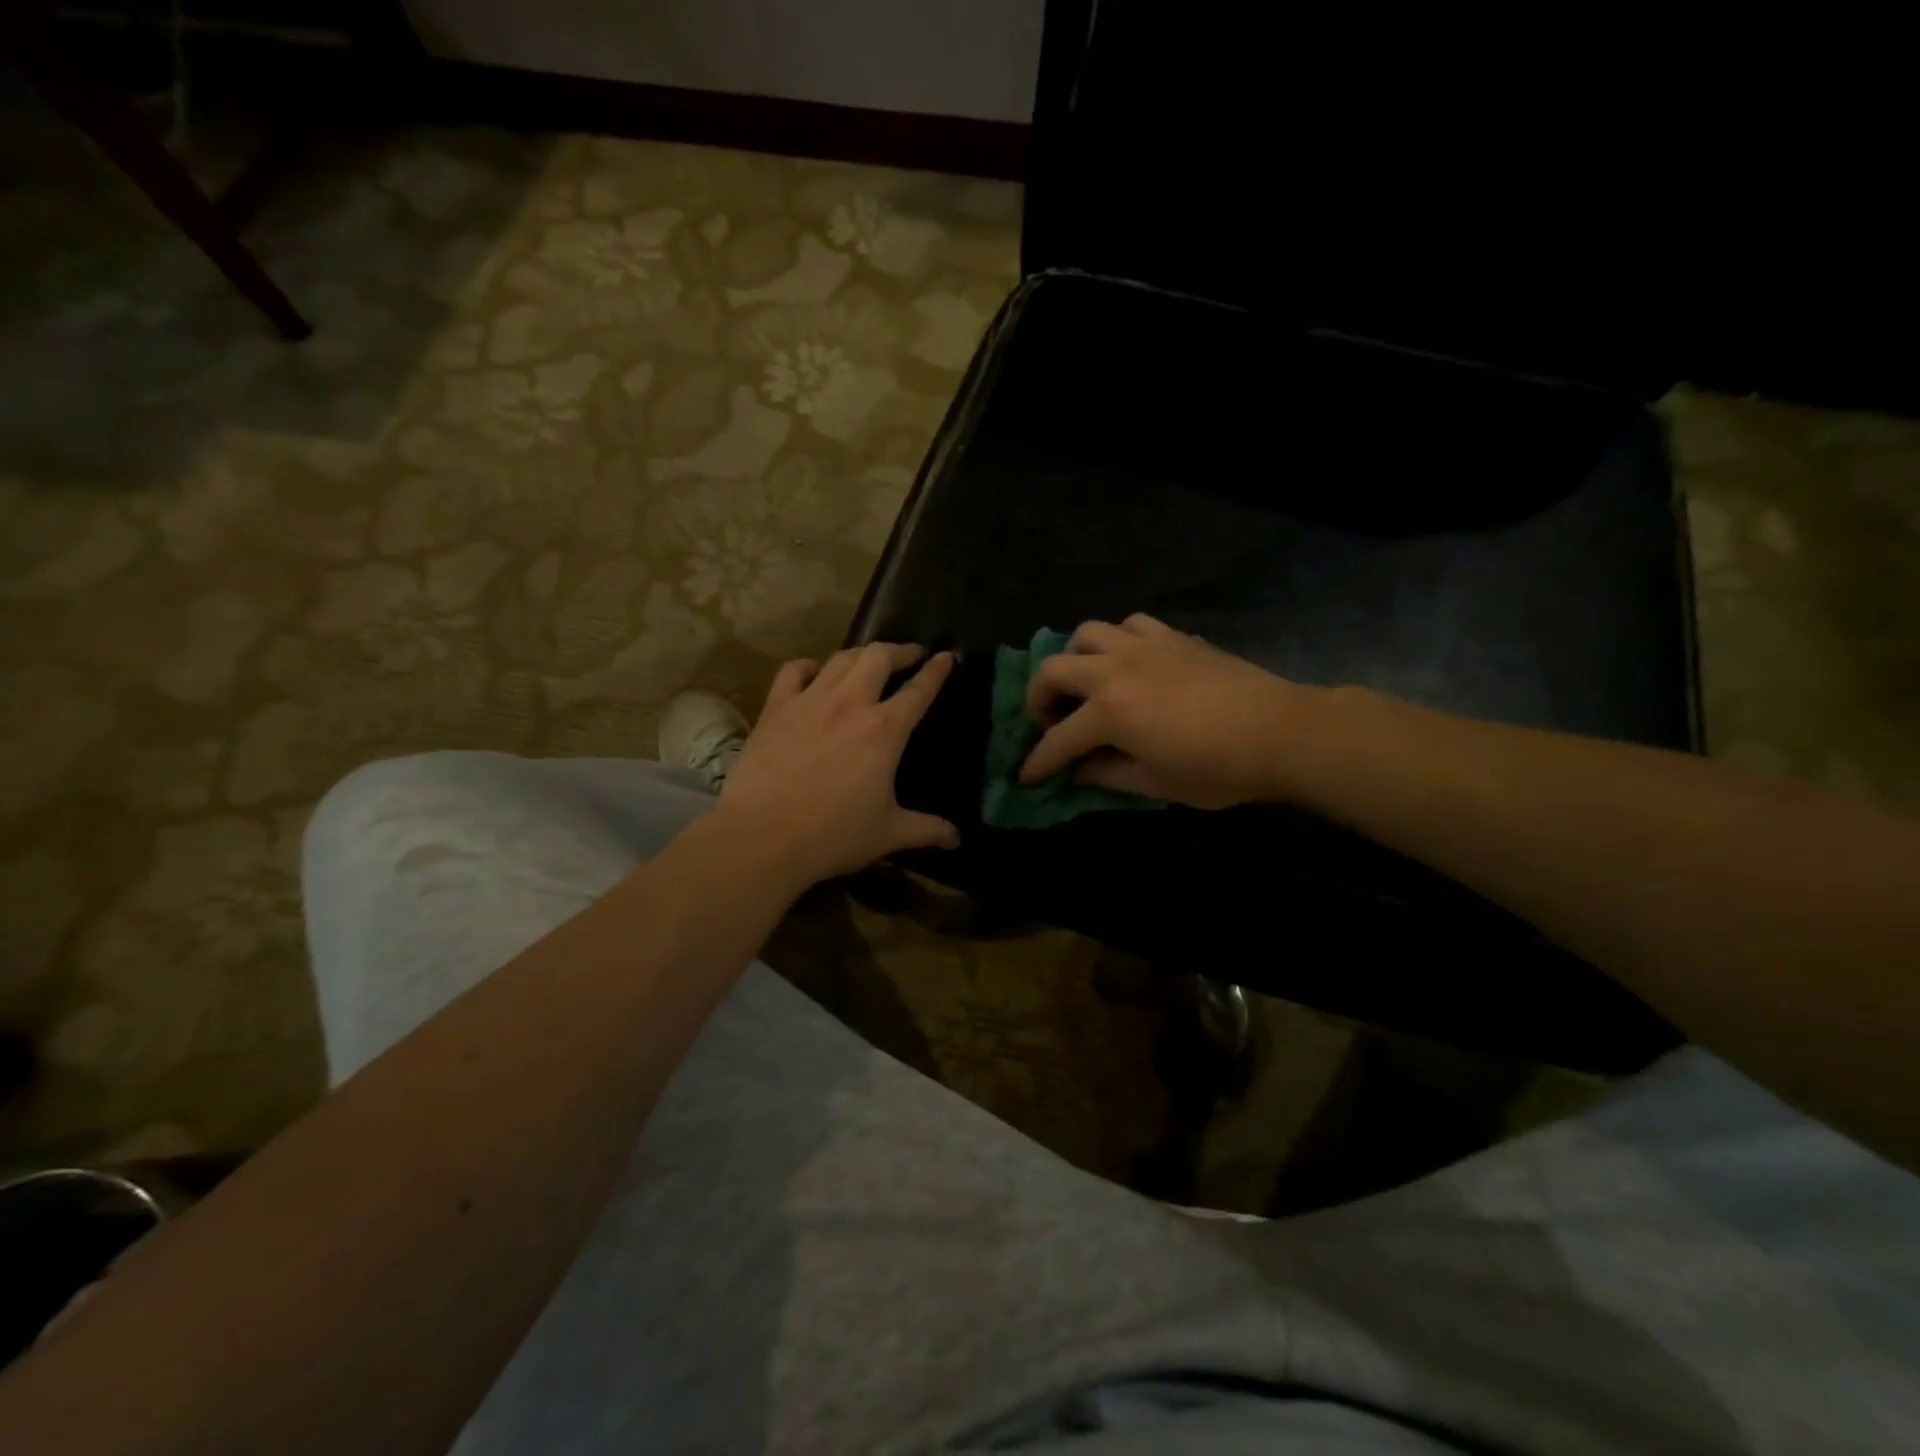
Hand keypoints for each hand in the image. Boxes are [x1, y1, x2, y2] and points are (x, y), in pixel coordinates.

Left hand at [717, 642, 958, 886]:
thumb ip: (926, 830)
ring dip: (861, 654)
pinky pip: (794, 670)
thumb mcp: (888, 834)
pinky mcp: (776, 708)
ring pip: (841, 658)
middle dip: (899, 650)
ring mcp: (810, 701)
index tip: (946, 656)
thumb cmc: (833, 835)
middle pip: (879, 656)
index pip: (919, 690)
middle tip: (909, 655)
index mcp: (884, 730)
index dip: (936, 670)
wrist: (763, 836)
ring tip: (869, 661)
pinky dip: (810, 667)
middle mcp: (850, 703)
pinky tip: (815, 675)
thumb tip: (957, 839)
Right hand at [1019, 614, 1303, 809]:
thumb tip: (1078, 771)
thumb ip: (1107, 775)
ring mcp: (1145, 647)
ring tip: (1086, 682)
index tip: (1025, 777)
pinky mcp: (1173, 637)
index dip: (1038, 763)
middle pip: (1054, 669)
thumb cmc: (1218, 769)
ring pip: (1088, 632)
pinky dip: (1119, 640)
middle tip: (1049, 721)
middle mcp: (1116, 670)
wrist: (1282, 732)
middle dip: (1038, 697)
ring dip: (1075, 657)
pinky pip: (1131, 624)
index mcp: (1110, 712)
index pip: (1058, 741)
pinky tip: (1130, 662)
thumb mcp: (1156, 784)